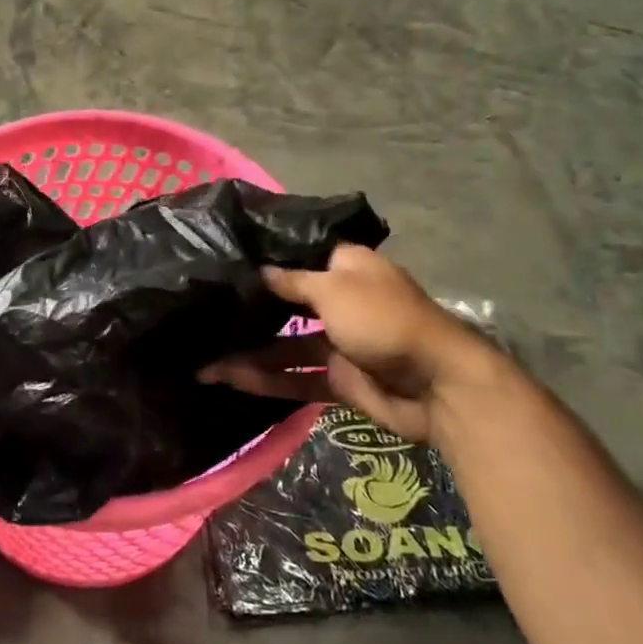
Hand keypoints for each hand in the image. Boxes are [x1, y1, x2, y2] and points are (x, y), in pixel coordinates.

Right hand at [200, 244, 504, 442]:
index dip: (264, 259)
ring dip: (250, 354)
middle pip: (287, 303)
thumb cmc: (385, 320)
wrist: (438, 387)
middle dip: (250, 312)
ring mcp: (340, 343)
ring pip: (286, 346)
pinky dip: (268, 380)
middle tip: (204, 313)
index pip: (298, 256)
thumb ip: (292, 283)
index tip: (225, 261)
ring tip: (205, 362)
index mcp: (347, 268)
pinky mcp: (340, 380)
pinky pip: (298, 378)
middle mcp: (340, 301)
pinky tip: (231, 380)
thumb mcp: (335, 291)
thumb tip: (259, 271)